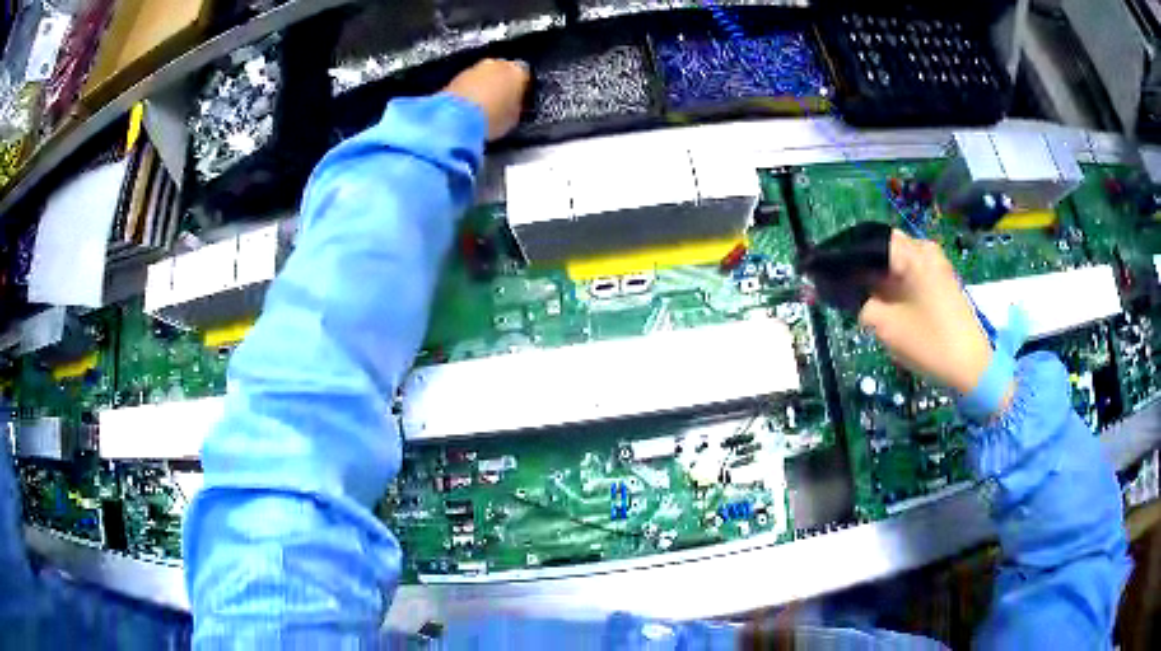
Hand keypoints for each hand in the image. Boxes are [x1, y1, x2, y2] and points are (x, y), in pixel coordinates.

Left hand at [443, 59, 529, 140]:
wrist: (457, 119)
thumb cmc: (491, 118)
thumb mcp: (514, 118)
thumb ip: (516, 107)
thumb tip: (513, 107)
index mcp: (518, 71)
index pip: (525, 77)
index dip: (521, 90)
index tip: (518, 102)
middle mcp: (497, 64)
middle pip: (503, 71)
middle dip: (502, 85)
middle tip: (500, 103)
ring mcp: (475, 68)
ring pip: (484, 75)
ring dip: (484, 86)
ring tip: (482, 107)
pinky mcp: (456, 76)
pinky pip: (469, 82)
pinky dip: (469, 91)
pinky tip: (468, 106)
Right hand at [858, 230, 993, 395]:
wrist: (972, 366)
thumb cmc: (930, 343)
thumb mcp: (886, 327)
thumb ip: (861, 305)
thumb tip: (850, 295)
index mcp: (913, 254)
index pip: (870, 240)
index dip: (849, 257)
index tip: (833, 278)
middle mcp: (925, 250)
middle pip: (884, 248)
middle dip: (865, 268)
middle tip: (849, 292)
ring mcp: (937, 264)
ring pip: (898, 262)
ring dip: (881, 278)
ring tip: (866, 301)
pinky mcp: (942, 280)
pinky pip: (911, 272)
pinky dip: (896, 284)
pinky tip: (888, 305)